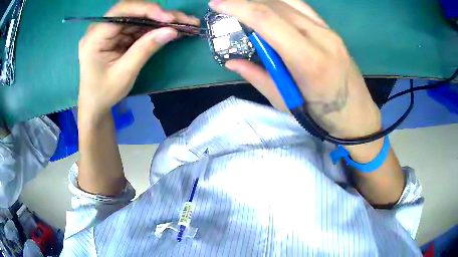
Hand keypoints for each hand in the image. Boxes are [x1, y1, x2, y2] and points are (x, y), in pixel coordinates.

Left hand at [78, 2, 198, 117]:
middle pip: (133, 11)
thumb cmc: (104, 93)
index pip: (121, 11)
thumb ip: (145, 49)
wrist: (94, 104)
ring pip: (138, 17)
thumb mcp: (125, 73)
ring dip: (161, 20)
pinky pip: (138, 27)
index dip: (146, 9)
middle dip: (159, 14)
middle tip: (185, 20)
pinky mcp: (117, 35)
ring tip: (185, 24)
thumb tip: (171, 31)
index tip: (169, 18)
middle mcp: (101, 28)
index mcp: (95, 37)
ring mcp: (110, 31)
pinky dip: (155, 28)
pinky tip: (171, 29)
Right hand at [210, 0, 380, 138]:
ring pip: (289, 3)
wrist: (357, 114)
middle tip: (228, 8)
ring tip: (247, 9)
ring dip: (263, 2)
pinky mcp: (331, 31)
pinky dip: (281, 4)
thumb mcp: (287, 102)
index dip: (238, 7)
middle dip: (247, 3)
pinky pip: (302, 8)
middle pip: (277, 6)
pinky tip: (271, 10)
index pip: (268, 20)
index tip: (216, 4)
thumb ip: (258, 77)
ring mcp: (329, 31)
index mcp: (308, 60)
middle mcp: (321, 37)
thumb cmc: (323, 116)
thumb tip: (231, 61)